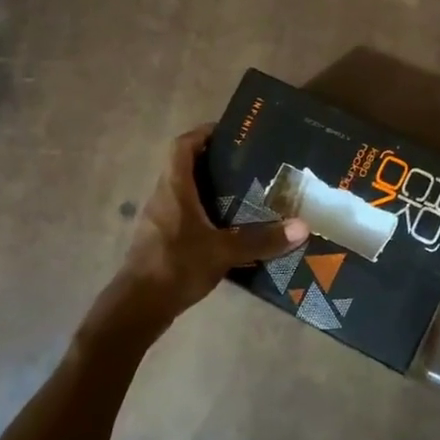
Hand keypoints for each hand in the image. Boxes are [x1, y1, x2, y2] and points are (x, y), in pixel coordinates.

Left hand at [114, 126, 306, 322]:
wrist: (137, 307)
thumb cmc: (176, 266)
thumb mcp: (223, 251)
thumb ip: (261, 239)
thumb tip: (302, 227)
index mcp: (174, 188)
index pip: (183, 146)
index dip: (203, 133)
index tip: (230, 133)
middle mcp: (163, 198)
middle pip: (186, 167)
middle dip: (215, 163)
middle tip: (248, 165)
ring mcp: (159, 221)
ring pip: (185, 194)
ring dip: (210, 191)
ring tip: (245, 195)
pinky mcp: (161, 242)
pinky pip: (185, 217)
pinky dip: (205, 216)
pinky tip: (229, 231)